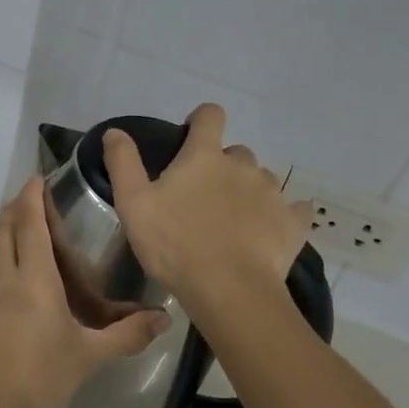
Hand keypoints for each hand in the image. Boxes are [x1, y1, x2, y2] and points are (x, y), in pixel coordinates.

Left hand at [0, 177, 171, 407]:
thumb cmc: (41, 377)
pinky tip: (14, 280)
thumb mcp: (89, 356)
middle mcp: (2, 278)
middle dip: (16, 208)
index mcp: (33, 279)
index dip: (31, 197)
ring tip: (25, 233)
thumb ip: (127, 334)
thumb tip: (165, 319)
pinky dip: (0, 261)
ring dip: (6, 234)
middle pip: (4, 229)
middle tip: (33, 199)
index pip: (29, 224)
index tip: (37, 178)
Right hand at [102, 103, 309, 320]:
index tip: (190, 139)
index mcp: (205, 156)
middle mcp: (244, 165)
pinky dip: (281, 215)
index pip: (210, 115)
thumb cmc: (175, 245)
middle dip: (222, 167)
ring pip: (262, 180)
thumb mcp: (133, 204)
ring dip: (248, 191)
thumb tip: (115, 131)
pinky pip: (293, 209)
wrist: (229, 291)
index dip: (201, 120)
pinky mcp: (293, 222)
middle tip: (204, 198)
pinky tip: (269, 232)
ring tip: (233, 222)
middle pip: (236, 152)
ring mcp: (273, 193)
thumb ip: (123, 163)